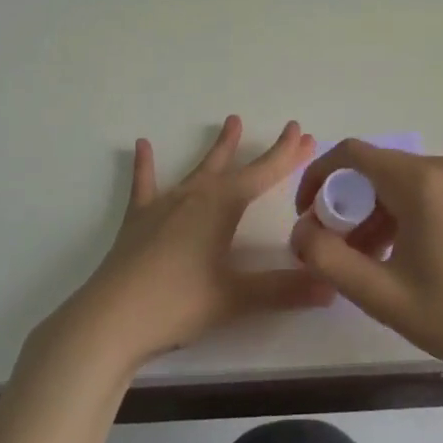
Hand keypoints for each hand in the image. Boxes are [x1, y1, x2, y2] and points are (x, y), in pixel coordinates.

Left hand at [56, 116, 330, 371]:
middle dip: (264, 151)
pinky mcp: (138, 221)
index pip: (263, 174)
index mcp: (221, 208)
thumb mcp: (235, 298)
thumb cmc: (177, 304)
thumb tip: (331, 287)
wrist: (110, 320)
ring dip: (218, 149)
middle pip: (237, 167)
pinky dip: (145, 166)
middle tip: (287, 130)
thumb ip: (283, 290)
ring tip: (231, 121)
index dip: (286, 155)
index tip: (305, 133)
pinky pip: (145, 185)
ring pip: (198, 169)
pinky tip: (142, 144)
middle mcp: (195, 197)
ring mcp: (164, 205)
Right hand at [290, 141, 442, 384]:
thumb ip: (329, 260)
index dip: (317, 178)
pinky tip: (394, 256)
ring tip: (361, 261)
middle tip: (333, 248)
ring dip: (370, 213)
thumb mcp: (383, 295)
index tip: (306, 217)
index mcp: (422, 182)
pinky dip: (397, 214)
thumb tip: (299, 232)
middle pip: (374, 169)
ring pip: (397, 182)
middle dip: (344, 203)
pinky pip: (421, 192)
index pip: (351, 154)